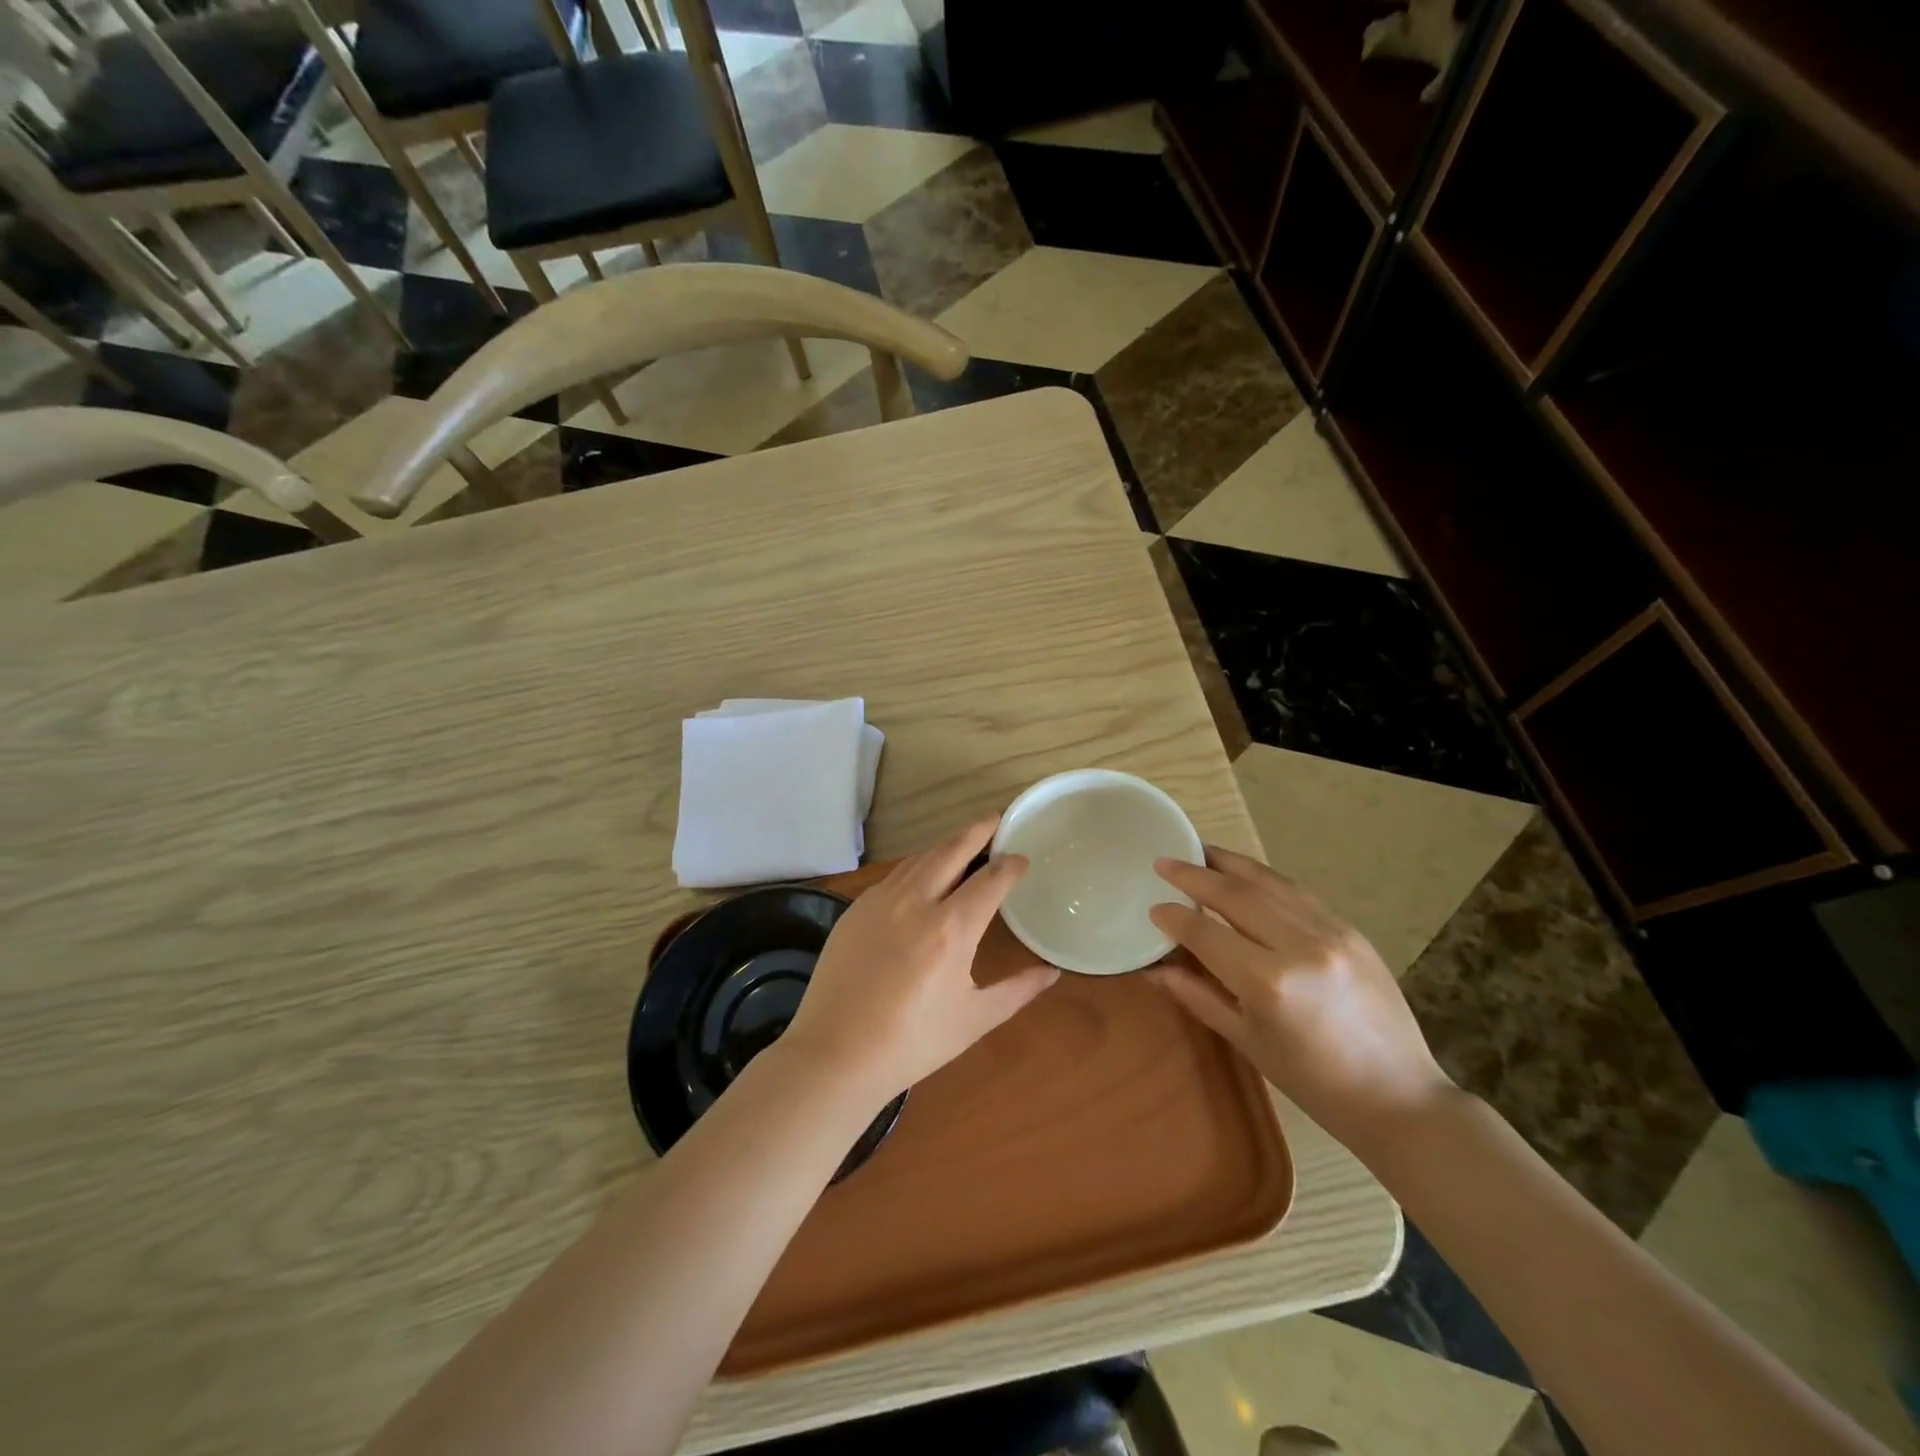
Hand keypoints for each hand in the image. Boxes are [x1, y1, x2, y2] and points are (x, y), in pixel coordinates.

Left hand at [782, 817, 1059, 1104]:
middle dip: (977, 830)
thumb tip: (1053, 972)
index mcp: (951, 929)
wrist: (835, 1054)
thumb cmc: (912, 1042)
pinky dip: (917, 865)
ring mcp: (880, 901)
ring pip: (920, 858)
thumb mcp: (974, 1019)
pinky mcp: (855, 909)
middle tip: (996, 817)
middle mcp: (916, 902)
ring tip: (964, 840)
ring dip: (946, 845)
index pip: (990, 880)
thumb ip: (1018, 990)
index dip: (1010, 865)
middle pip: (951, 850)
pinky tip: (922, 873)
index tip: (1022, 859)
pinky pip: (894, 875)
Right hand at [1147, 846, 1454, 1150]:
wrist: (1399, 1098)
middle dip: (1194, 874)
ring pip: (1268, 882)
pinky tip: (1245, 874)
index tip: (1154, 907)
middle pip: (1235, 894)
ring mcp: (1331, 932)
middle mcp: (1299, 946)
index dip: (1174, 918)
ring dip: (1229, 863)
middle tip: (1164, 861)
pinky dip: (1265, 879)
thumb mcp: (1248, 1042)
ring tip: (1199, 850)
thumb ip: (1199, 997)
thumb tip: (1155, 969)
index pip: (1206, 934)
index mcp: (1268, 983)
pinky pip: (1297, 894)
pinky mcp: (1351, 930)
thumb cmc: (1314, 1084)